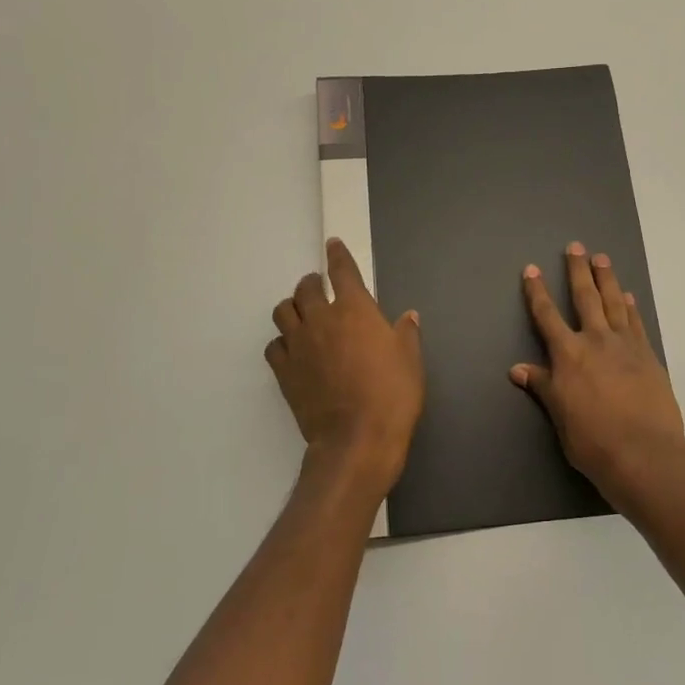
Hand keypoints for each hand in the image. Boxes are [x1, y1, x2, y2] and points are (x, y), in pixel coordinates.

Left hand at [266, 239, 424, 493]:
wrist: (357, 438)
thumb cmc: (392, 395)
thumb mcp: (410, 360)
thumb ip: (406, 333)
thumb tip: (408, 316)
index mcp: (355, 309)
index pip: (342, 271)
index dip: (338, 256)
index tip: (333, 245)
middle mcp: (322, 319)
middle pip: (306, 288)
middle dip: (312, 283)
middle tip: (319, 288)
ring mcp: (298, 344)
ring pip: (283, 312)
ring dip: (293, 307)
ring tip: (302, 314)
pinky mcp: (284, 370)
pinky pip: (274, 345)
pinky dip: (282, 341)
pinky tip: (292, 349)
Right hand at [512, 243, 684, 508]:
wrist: (643, 453)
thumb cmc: (592, 439)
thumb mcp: (559, 414)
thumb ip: (541, 385)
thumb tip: (517, 368)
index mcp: (568, 354)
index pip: (547, 316)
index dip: (537, 292)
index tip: (532, 269)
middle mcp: (596, 341)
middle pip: (585, 298)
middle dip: (578, 271)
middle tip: (576, 246)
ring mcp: (626, 346)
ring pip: (614, 303)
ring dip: (607, 279)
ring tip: (602, 258)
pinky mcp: (648, 356)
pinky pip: (636, 323)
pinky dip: (630, 307)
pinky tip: (628, 296)